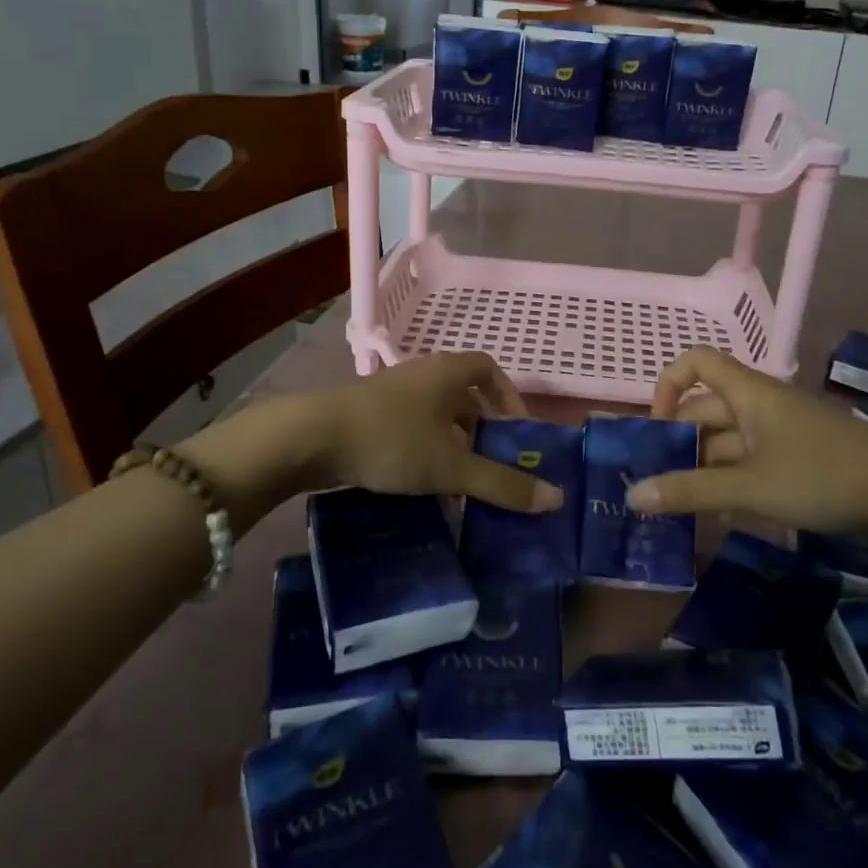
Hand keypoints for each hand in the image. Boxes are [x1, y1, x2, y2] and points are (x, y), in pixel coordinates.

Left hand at [320, 353, 563, 512]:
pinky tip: (423, 485)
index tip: (515, 430)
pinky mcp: (368, 415)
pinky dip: (424, 450)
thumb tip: (555, 498)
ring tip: (461, 480)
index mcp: (447, 372)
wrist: (313, 438)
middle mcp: (421, 374)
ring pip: (434, 414)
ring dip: (451, 443)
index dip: (508, 396)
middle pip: (462, 394)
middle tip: (492, 462)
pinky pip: (410, 428)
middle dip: (481, 428)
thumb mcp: (452, 467)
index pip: (488, 368)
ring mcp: (391, 393)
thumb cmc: (393, 440)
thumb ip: (502, 484)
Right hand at [631, 347, 867, 536]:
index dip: (668, 386)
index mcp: (746, 393)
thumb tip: (632, 495)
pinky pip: (749, 462)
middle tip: (657, 485)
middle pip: (705, 410)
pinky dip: (731, 483)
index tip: (656, 430)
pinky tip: (723, 517)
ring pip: (726, 442)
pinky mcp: (795, 457)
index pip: (695, 362)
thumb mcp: (751, 487)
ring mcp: (778, 432)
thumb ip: (692, 491)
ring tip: (683, 510)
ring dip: (703, 470)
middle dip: (679, 444)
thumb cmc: (822, 475)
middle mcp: (757, 405)